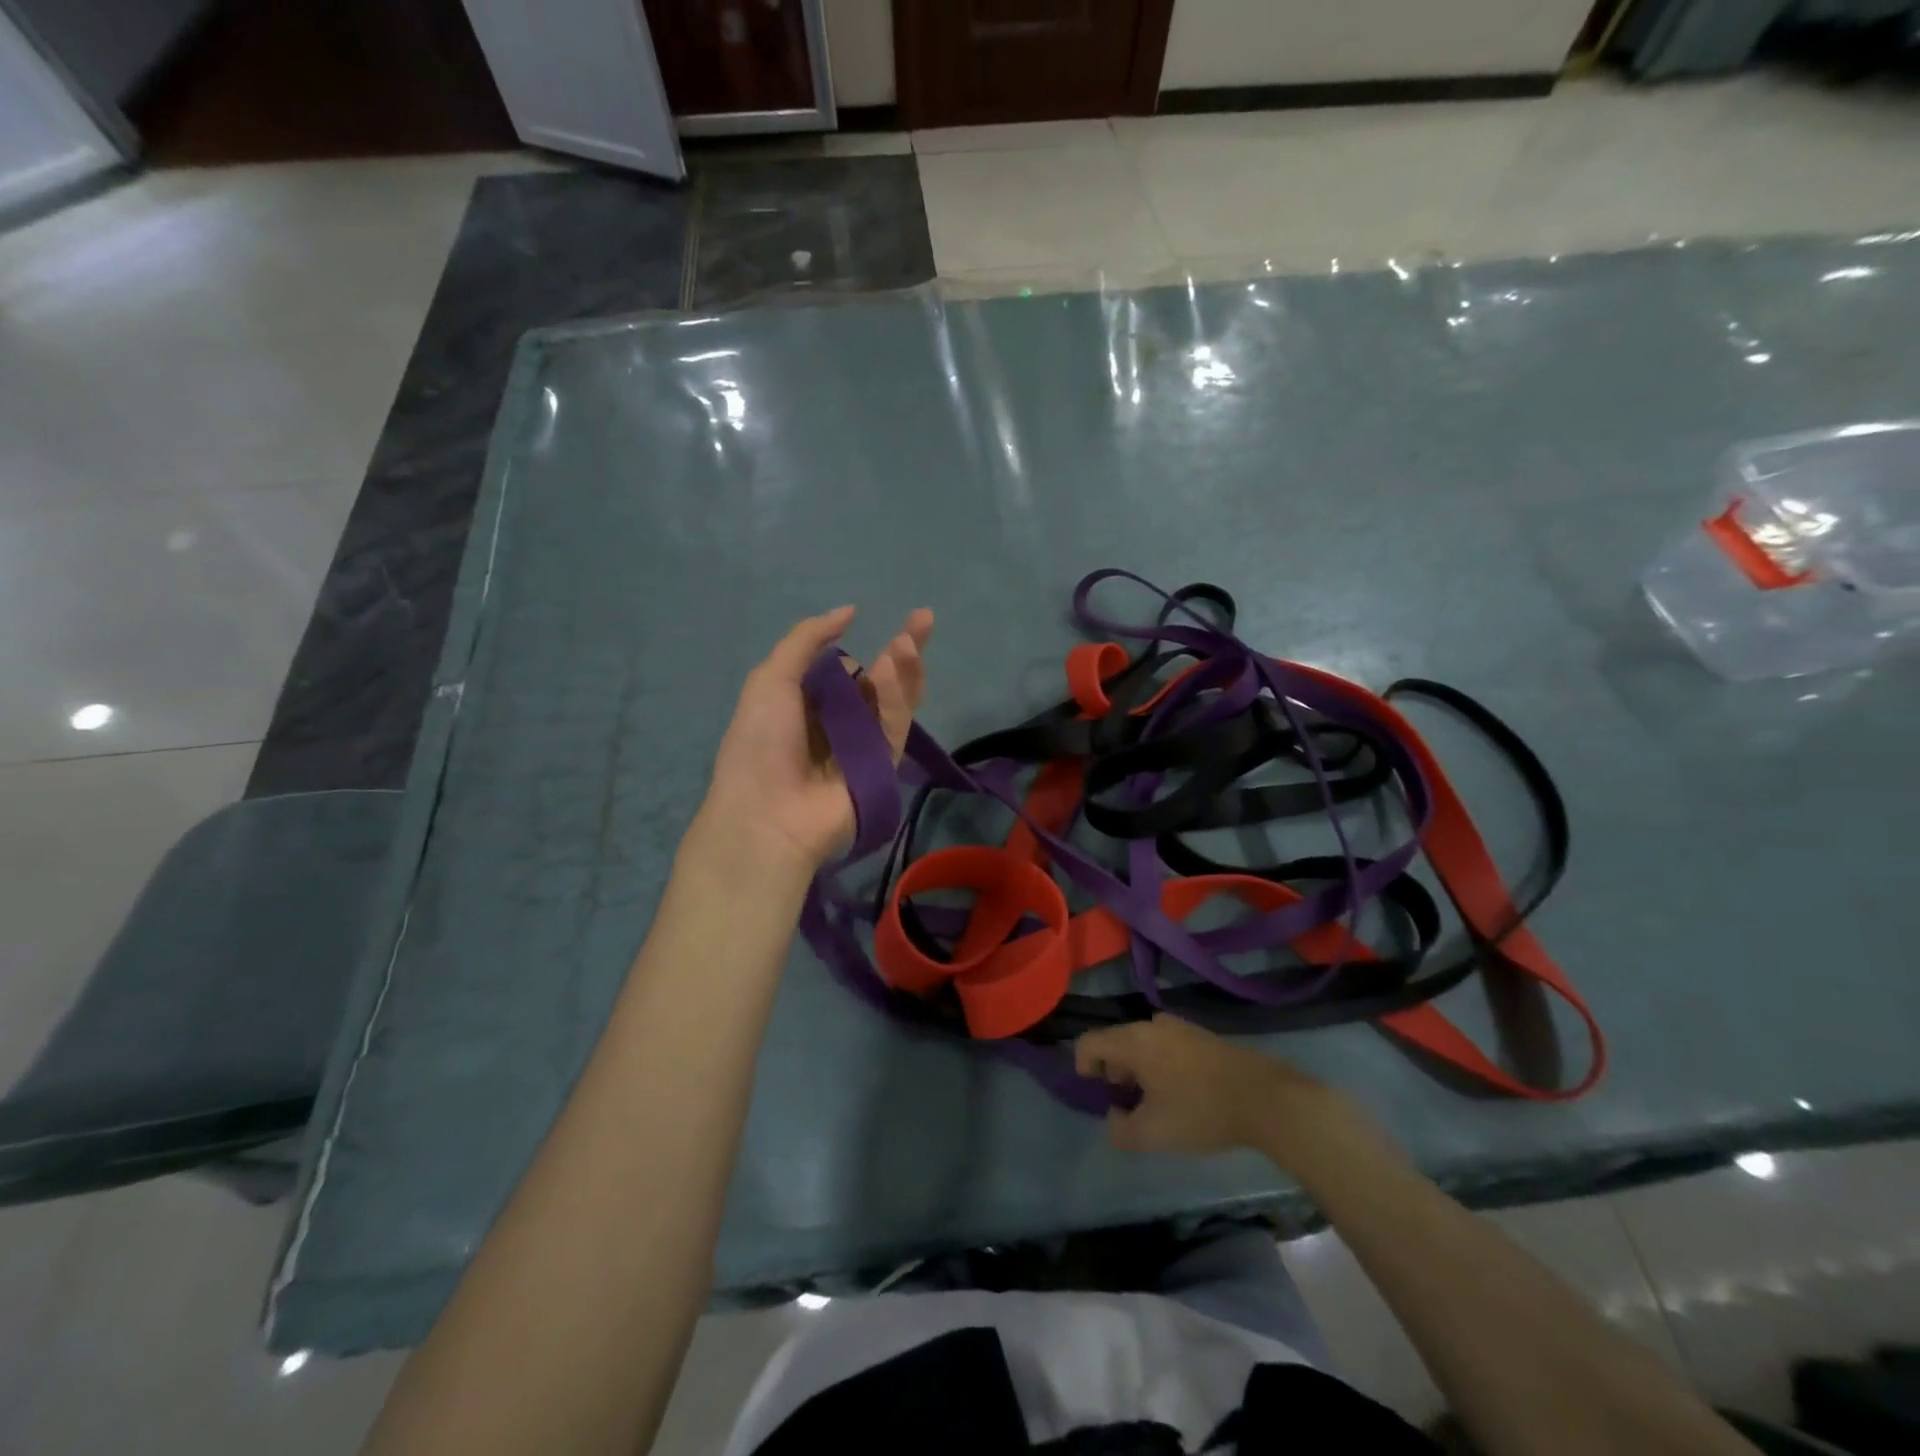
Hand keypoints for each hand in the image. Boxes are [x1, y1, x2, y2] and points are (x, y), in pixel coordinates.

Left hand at [702, 605, 933, 872]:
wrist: (767, 815)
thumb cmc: (759, 743)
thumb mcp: (771, 679)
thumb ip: (807, 639)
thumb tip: (849, 611)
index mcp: (807, 703)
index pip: (846, 669)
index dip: (866, 644)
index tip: (878, 620)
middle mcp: (838, 722)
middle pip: (880, 681)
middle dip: (902, 649)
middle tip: (923, 618)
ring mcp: (863, 745)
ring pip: (893, 701)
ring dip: (903, 668)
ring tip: (909, 637)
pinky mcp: (884, 765)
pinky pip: (893, 726)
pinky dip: (895, 697)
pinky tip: (891, 668)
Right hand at [1075, 1015, 1358, 1164]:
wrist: (1265, 1098)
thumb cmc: (1201, 1112)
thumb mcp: (1153, 1134)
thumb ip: (1120, 1130)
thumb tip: (1113, 1119)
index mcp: (1133, 1040)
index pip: (1089, 1042)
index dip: (1083, 1067)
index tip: (1098, 1094)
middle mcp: (1151, 1024)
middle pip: (1115, 1040)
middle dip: (1113, 1070)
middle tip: (1126, 1102)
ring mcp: (1179, 1026)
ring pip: (1142, 1042)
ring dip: (1138, 1068)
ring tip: (1154, 1101)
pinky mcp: (1201, 1034)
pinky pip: (1164, 1044)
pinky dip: (1160, 1064)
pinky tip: (1180, 1093)